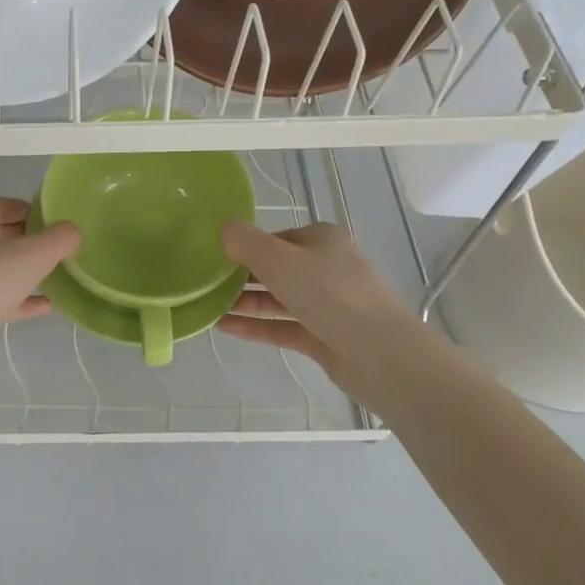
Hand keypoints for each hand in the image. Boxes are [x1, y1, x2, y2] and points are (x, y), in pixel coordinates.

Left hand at [0, 198, 79, 382]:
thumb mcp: (34, 254)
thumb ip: (60, 238)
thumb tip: (72, 232)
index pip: (12, 205)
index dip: (40, 214)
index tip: (65, 231)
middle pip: (6, 235)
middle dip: (35, 244)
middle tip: (66, 256)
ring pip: (1, 267)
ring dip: (28, 273)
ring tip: (59, 280)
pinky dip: (19, 299)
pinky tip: (45, 307)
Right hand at [216, 221, 421, 378]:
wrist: (380, 354)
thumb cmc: (330, 294)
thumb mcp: (280, 260)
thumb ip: (246, 243)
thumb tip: (222, 229)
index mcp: (321, 240)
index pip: (276, 238)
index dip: (246, 246)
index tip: (214, 257)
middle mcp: (326, 268)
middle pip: (276, 268)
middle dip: (242, 275)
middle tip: (205, 283)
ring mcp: (326, 305)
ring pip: (278, 299)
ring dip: (245, 301)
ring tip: (208, 305)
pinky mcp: (323, 337)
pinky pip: (282, 326)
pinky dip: (255, 325)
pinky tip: (224, 328)